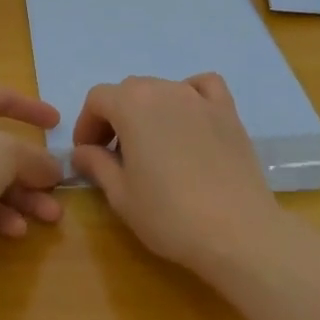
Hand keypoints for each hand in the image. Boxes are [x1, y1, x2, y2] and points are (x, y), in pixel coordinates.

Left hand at [0, 81, 65, 252]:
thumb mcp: (11, 154)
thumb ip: (37, 159)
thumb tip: (55, 169)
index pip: (0, 97)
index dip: (32, 109)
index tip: (57, 123)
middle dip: (31, 171)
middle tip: (56, 187)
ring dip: (21, 198)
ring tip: (50, 217)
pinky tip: (17, 230)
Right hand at [70, 73, 281, 271]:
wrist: (237, 232)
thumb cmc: (169, 215)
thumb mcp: (121, 195)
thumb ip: (96, 164)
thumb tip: (82, 152)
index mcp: (132, 105)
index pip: (98, 99)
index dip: (87, 124)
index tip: (88, 154)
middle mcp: (165, 90)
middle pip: (129, 91)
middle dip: (115, 118)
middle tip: (115, 156)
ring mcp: (200, 98)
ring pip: (163, 89)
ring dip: (148, 110)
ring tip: (152, 146)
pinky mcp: (228, 112)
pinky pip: (203, 87)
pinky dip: (190, 95)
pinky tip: (189, 121)